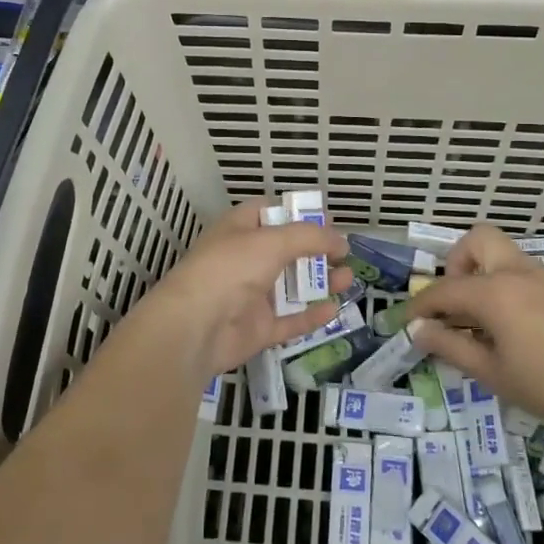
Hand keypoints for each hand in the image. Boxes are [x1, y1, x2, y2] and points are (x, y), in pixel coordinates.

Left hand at [137, 198, 352, 379]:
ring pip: (291, 287)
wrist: (195, 326)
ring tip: (348, 278)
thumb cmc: (230, 269)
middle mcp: (244, 260)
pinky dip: (311, 315)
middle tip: (344, 253)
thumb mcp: (272, 241)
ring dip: (319, 282)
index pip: (268, 213)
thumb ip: (310, 237)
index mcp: (239, 231)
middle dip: (316, 252)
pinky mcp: (257, 329)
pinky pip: (289, 321)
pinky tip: (333, 308)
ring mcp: (250, 297)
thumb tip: (340, 240)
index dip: (297, 214)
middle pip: (285, 252)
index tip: (326, 221)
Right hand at [406, 224, 543, 432]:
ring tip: (491, 323)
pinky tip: (528, 329)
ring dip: (487, 277)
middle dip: (457, 262)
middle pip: (478, 239)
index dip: (421, 305)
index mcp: (495, 292)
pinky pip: (531, 275)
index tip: (411, 323)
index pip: (443, 290)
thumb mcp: (494, 373)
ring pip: (506, 256)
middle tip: (458, 302)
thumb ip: (451, 347)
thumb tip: (419, 331)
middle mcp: (519, 271)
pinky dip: (516, 290)